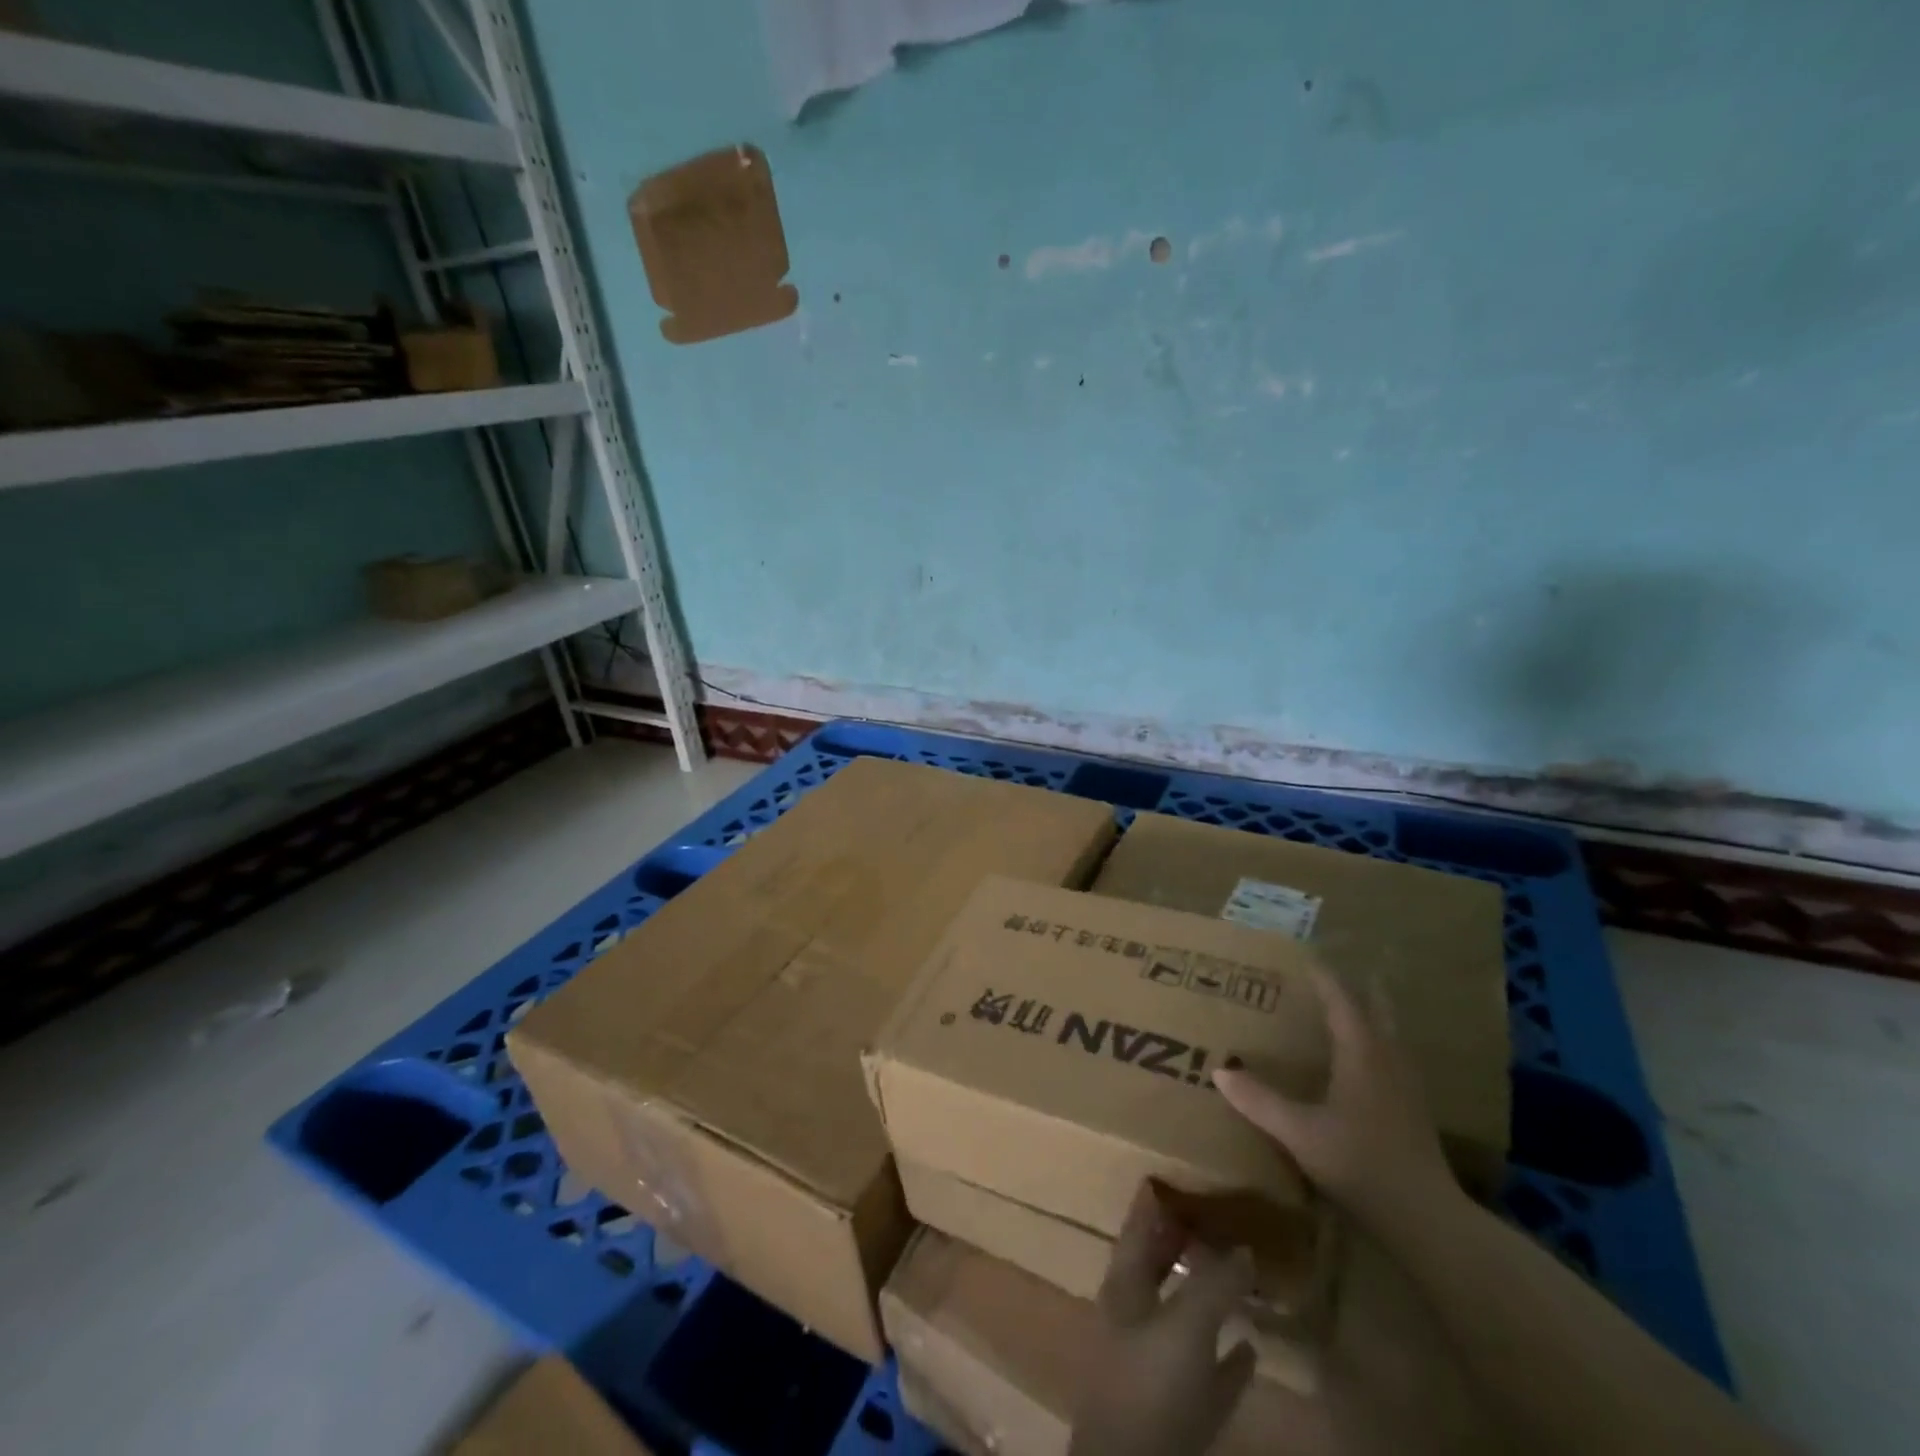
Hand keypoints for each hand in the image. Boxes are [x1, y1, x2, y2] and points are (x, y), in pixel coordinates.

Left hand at [1068, 1183, 1259, 1455]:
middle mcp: (1134, 1318)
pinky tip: (1252, 1348)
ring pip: (1183, 1317)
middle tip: (1216, 1217)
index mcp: (1123, 1287)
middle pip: (1158, 1269)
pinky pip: (1207, 1373)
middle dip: (1181, 1244)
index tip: (1171, 1175)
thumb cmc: (1149, 1384)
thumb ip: (1213, 1283)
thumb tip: (1244, 1248)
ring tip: (1240, 1273)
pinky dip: (1228, 1359)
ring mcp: (1155, 1366)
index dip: (1150, 1202)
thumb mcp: (1184, 1324)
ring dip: (1207, 1297)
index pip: (1136, 1228)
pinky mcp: (1180, 1414)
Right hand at [1214, 965, 1456, 1237]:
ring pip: (1389, 1034)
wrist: (1427, 1220)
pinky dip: (1375, 1042)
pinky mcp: (1412, 1110)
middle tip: (1333, 974)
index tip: (1303, 955)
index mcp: (1362, 1054)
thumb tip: (1220, 1071)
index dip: (1323, 977)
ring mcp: (1406, 1086)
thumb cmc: (1361, 1164)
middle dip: (1358, 987)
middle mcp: (1388, 1060)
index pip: (1341, 1000)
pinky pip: (1392, 1057)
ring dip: (1370, 1014)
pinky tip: (1363, 1061)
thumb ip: (1259, 1101)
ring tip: (1347, 1008)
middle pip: (1377, 1010)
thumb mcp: (1299, 1133)